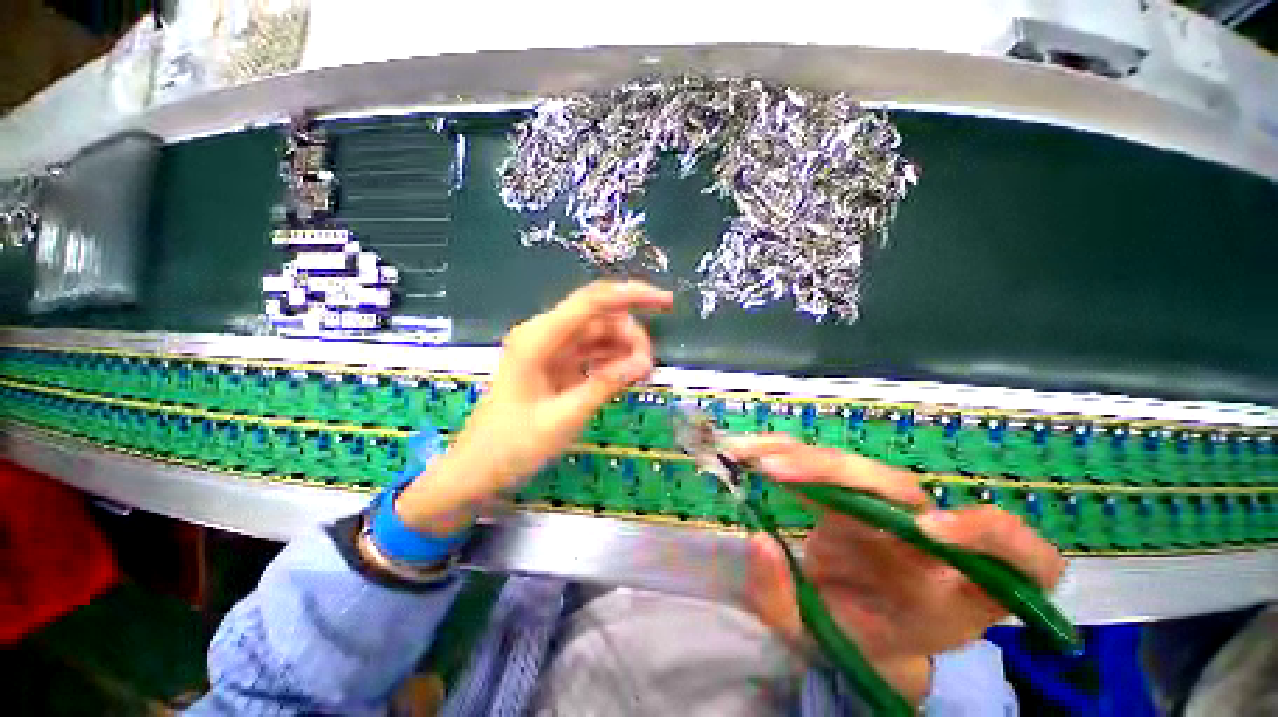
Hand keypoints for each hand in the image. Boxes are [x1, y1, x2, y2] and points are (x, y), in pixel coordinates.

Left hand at [396, 280, 672, 532]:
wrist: (476, 470)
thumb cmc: (513, 446)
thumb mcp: (564, 417)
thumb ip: (605, 385)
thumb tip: (645, 362)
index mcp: (539, 338)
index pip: (593, 301)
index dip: (632, 295)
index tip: (666, 303)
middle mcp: (544, 334)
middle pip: (599, 316)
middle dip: (630, 334)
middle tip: (648, 366)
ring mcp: (549, 349)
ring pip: (598, 334)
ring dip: (623, 348)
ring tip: (641, 373)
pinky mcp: (555, 365)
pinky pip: (590, 352)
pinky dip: (611, 360)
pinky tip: (625, 375)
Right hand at [728, 435, 1066, 703]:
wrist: (851, 622)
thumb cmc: (850, 638)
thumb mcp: (814, 639)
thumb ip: (782, 602)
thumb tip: (759, 541)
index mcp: (955, 598)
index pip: (1023, 561)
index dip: (989, 535)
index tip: (924, 529)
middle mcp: (930, 542)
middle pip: (902, 489)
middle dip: (837, 474)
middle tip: (775, 470)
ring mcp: (892, 510)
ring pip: (858, 468)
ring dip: (803, 457)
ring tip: (752, 455)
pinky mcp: (860, 492)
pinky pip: (829, 464)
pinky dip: (792, 452)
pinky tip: (757, 449)